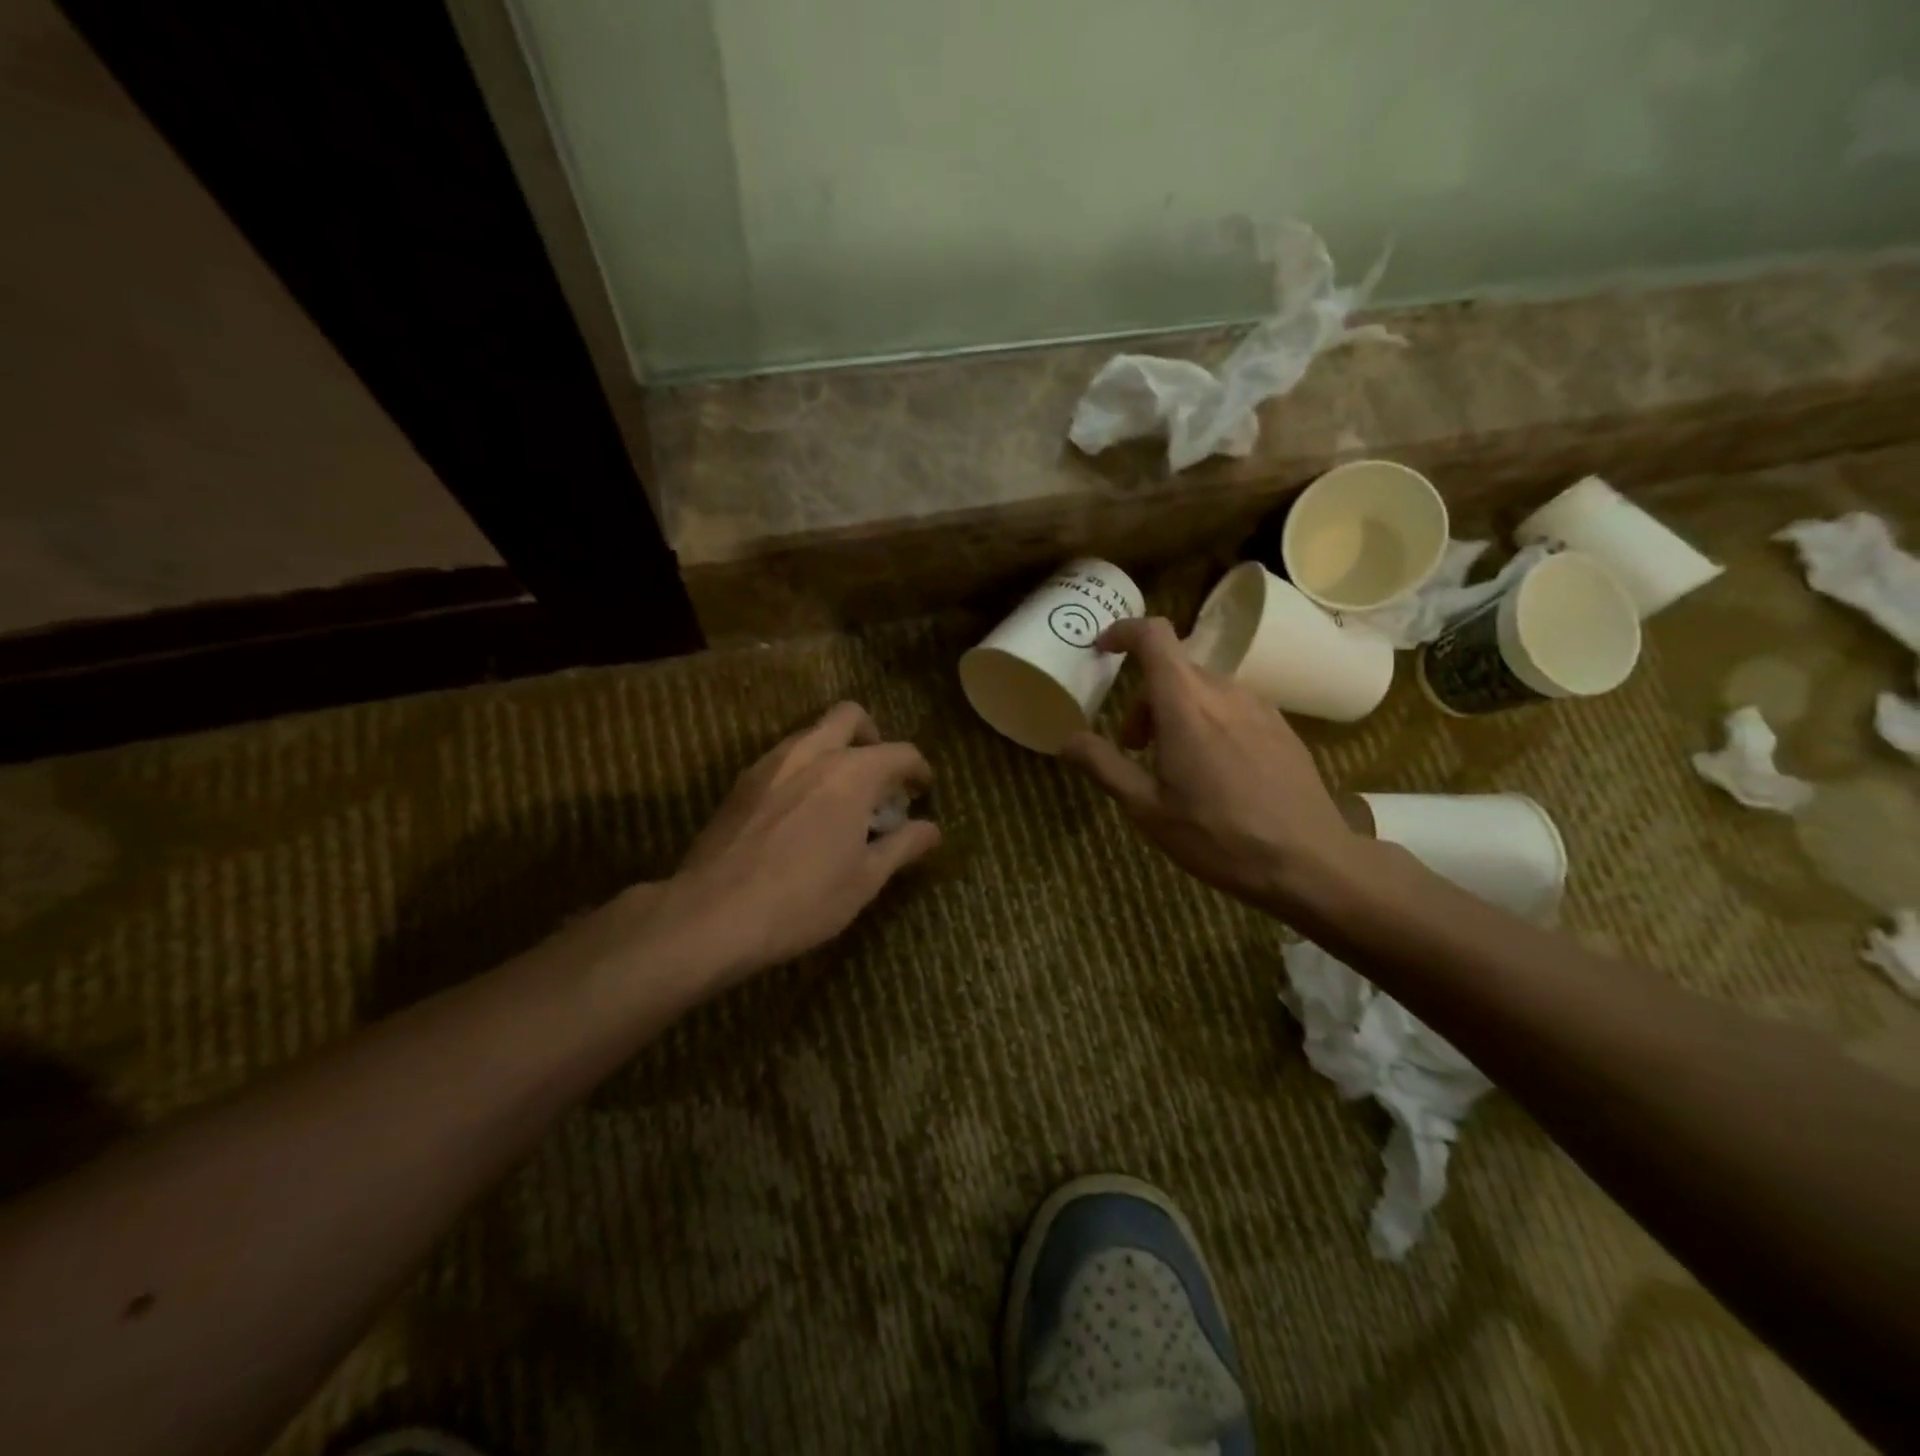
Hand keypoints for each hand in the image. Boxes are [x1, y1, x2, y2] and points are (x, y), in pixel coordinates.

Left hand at [651, 701, 939, 986]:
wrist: (712, 915)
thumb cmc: (802, 900)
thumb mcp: (864, 880)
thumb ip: (902, 846)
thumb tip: (932, 829)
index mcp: (851, 773)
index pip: (900, 752)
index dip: (918, 769)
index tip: (922, 790)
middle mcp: (812, 753)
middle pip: (850, 716)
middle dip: (872, 736)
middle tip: (879, 776)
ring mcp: (771, 763)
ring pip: (811, 733)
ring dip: (835, 751)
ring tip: (840, 796)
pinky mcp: (742, 782)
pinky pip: (783, 758)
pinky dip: (803, 769)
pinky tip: (801, 811)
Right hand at [1061, 617, 1359, 912]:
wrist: (1308, 861)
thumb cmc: (1217, 836)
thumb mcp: (1147, 809)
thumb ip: (1104, 766)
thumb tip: (1068, 739)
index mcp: (1186, 703)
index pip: (1153, 636)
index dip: (1123, 632)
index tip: (1102, 650)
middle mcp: (1224, 691)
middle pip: (1173, 670)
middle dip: (1144, 699)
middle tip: (1133, 747)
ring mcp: (1259, 706)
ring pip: (1203, 689)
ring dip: (1176, 712)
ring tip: (1174, 765)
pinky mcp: (1282, 726)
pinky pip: (1232, 707)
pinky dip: (1209, 721)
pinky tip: (1215, 772)